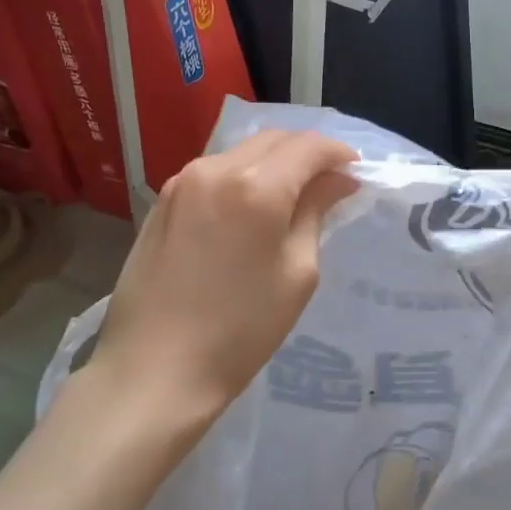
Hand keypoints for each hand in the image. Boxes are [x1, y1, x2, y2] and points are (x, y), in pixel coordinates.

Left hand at [84, 129, 358, 436]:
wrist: (154, 370)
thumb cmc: (240, 331)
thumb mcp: (297, 273)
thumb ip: (316, 213)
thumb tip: (337, 181)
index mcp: (256, 187)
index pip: (308, 147)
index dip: (338, 154)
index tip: (356, 172)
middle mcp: (216, 170)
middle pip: (273, 139)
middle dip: (306, 153)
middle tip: (329, 183)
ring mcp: (182, 183)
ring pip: (241, 152)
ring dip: (273, 163)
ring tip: (292, 196)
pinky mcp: (162, 202)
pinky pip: (213, 173)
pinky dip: (242, 178)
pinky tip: (249, 209)